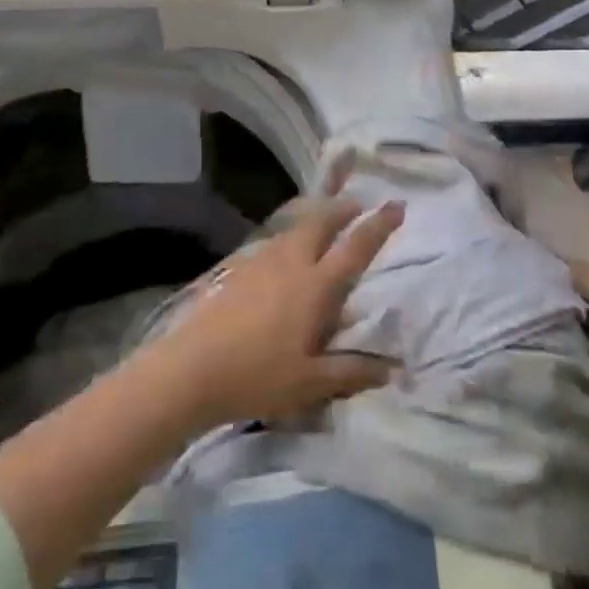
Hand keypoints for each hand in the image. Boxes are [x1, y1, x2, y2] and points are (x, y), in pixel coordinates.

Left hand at [143, 198, 404, 431]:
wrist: (192, 368)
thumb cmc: (258, 376)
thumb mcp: (311, 383)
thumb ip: (352, 372)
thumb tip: (392, 368)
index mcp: (315, 286)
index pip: (354, 248)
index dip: (378, 226)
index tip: (395, 206)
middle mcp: (291, 263)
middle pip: (320, 223)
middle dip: (341, 209)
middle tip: (356, 205)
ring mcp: (261, 262)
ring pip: (294, 230)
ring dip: (314, 220)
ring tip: (323, 224)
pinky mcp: (238, 269)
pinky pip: (273, 243)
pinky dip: (289, 238)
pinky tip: (284, 255)